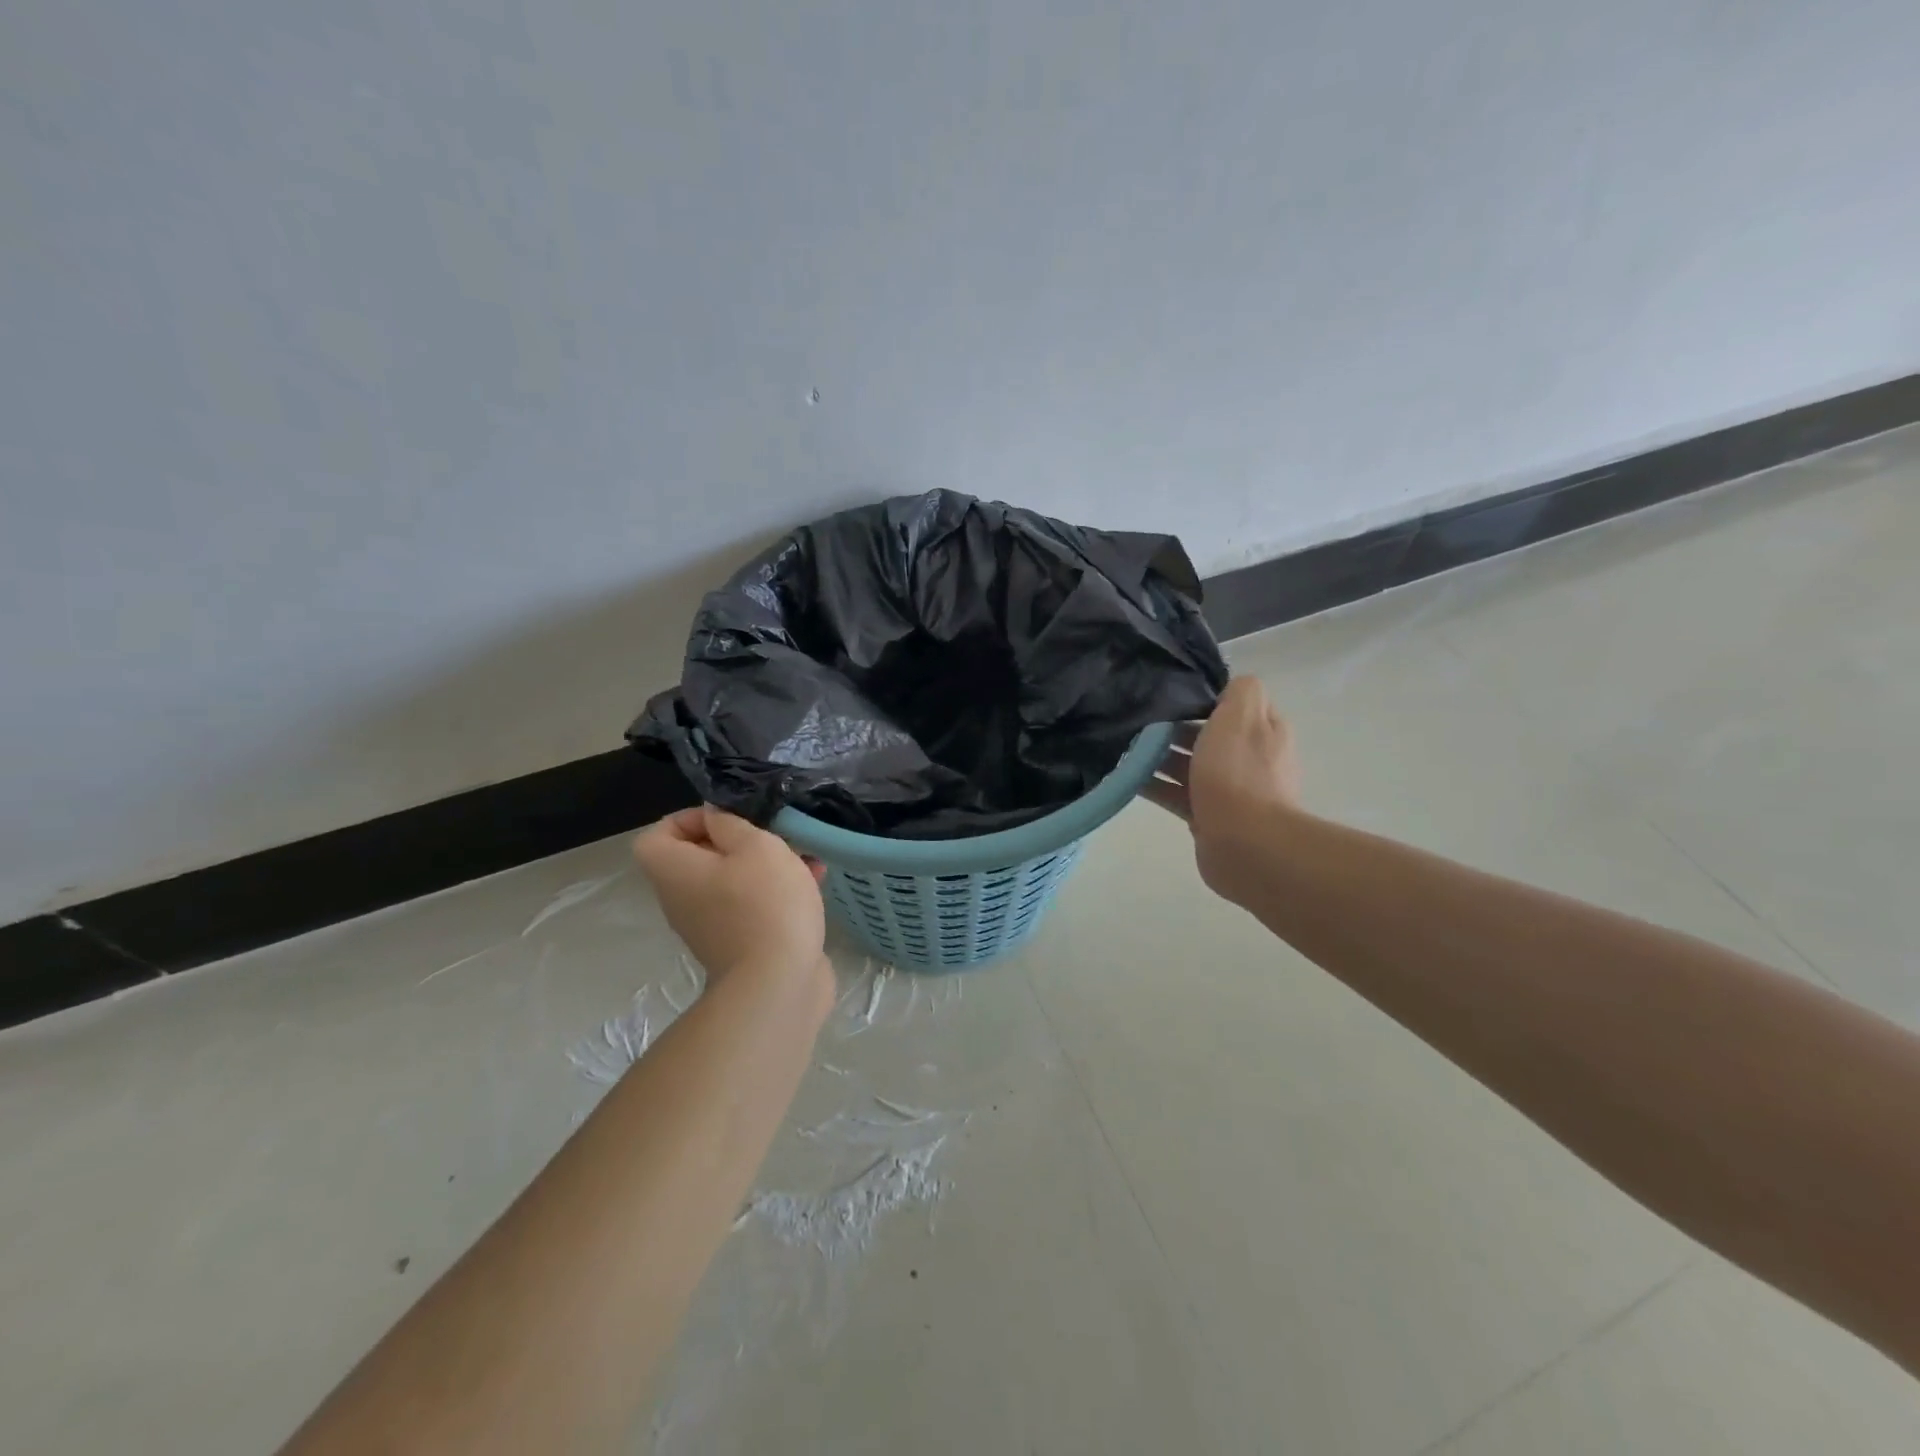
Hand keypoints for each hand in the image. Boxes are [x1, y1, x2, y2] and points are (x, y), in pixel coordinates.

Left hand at [633, 807, 829, 985]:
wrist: (778, 984)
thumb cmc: (764, 903)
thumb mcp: (755, 846)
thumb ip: (731, 823)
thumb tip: (714, 817)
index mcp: (675, 871)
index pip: (655, 836)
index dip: (687, 819)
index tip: (727, 818)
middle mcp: (682, 899)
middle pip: (698, 857)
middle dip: (737, 840)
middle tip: (771, 834)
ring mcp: (710, 926)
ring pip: (731, 881)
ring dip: (764, 865)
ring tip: (803, 855)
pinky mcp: (739, 944)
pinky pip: (751, 905)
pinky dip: (775, 891)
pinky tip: (814, 881)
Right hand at [1142, 676, 1300, 900]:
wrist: (1245, 844)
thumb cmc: (1239, 774)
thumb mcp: (1242, 715)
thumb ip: (1239, 690)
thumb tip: (1227, 686)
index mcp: (1264, 730)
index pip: (1234, 704)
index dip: (1203, 697)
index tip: (1169, 693)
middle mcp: (1250, 758)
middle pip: (1207, 734)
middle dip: (1174, 727)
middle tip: (1137, 720)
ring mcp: (1230, 791)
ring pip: (1189, 765)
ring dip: (1160, 757)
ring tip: (1124, 747)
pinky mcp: (1208, 818)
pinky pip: (1177, 794)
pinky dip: (1154, 785)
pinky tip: (1127, 778)